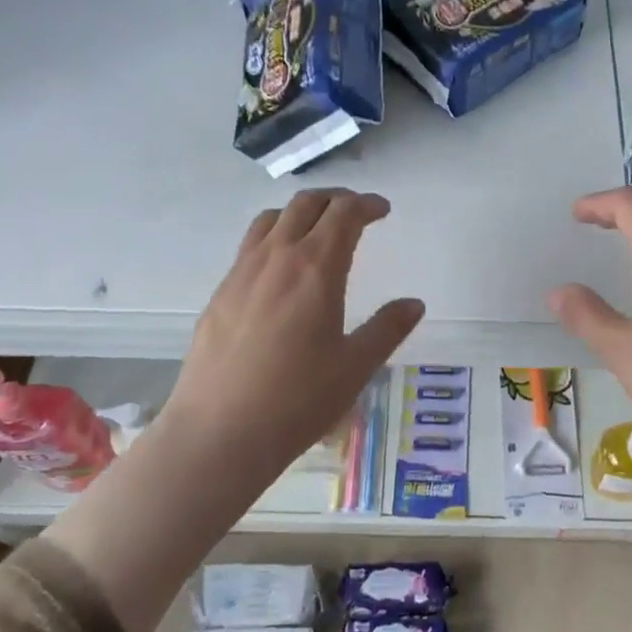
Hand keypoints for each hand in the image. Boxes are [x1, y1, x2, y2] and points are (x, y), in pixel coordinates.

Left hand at [161, 189, 423, 480]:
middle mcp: (277, 257)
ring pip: (271, 218)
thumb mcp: (355, 367)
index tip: (382, 210)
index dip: (366, 204)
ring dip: (300, 212)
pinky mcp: (220, 293)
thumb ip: (387, 328)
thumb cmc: (297, 400)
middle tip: (355, 211)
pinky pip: (250, 245)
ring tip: (317, 229)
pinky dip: (274, 236)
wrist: (218, 432)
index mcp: (316, 268)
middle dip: (335, 198)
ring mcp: (242, 272)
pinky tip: (280, 270)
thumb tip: (414, 304)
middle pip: (306, 204)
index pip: (343, 214)